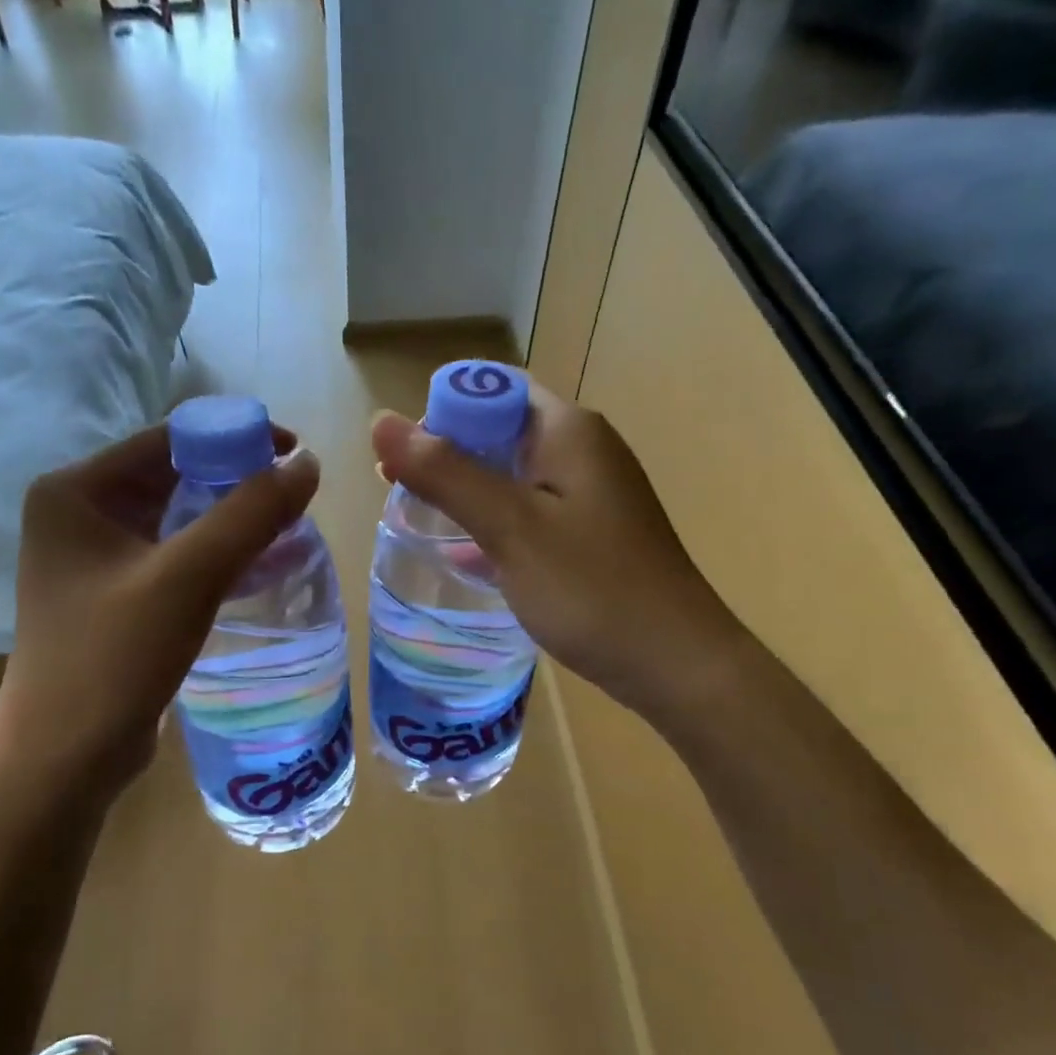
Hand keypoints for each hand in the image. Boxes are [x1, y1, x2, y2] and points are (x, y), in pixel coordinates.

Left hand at [0, 423, 319, 804]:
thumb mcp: (187, 578)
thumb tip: (308, 463)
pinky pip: (173, 556)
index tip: (295, 456)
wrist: (64, 759)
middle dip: (237, 481)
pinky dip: (214, 554)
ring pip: (177, 518)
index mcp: (76, 491)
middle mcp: (78, 514)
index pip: (168, 439)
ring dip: (230, 518)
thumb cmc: (114, 659)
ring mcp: (94, 558)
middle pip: (173, 476)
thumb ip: (250, 514)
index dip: (236, 437)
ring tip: (288, 527)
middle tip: (296, 498)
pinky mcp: (113, 596)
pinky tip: (257, 565)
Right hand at [372, 387, 736, 727]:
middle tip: (400, 494)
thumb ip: (446, 473)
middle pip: (501, 432)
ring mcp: (592, 495)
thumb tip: (380, 420)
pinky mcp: (593, 536)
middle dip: (449, 457)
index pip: (491, 391)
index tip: (401, 459)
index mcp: (567, 430)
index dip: (440, 414)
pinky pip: (532, 514)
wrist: (674, 663)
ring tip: (422, 524)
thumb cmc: (591, 588)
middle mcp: (584, 450)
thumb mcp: (510, 527)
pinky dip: (497, 526)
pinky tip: (468, 558)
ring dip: (469, 494)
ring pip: (514, 477)